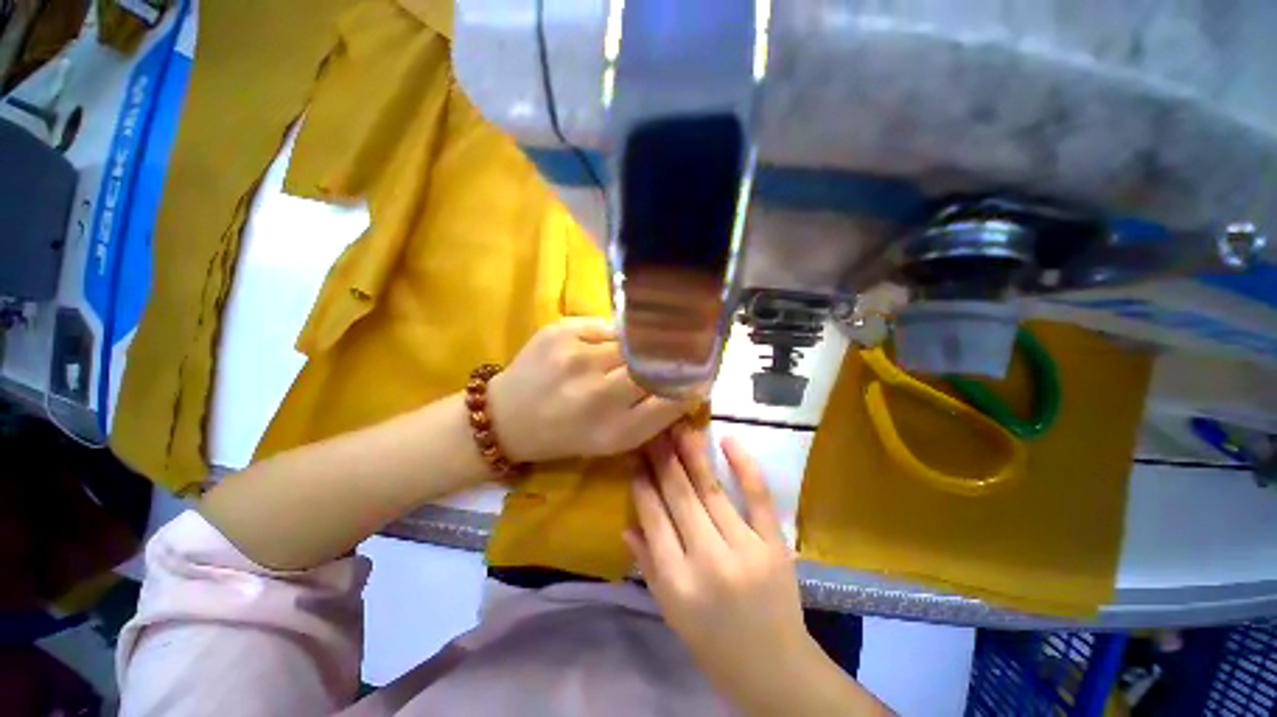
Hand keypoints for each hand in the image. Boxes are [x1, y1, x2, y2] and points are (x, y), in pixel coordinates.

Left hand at [489, 318, 694, 462]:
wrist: (509, 417)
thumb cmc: (569, 434)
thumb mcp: (617, 439)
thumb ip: (656, 415)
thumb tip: (693, 385)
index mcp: (615, 428)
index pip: (672, 395)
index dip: (692, 379)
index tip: (702, 370)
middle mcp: (598, 391)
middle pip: (655, 360)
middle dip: (668, 355)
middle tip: (672, 352)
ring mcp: (577, 355)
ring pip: (632, 339)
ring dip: (639, 344)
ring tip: (634, 351)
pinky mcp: (560, 330)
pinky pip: (606, 326)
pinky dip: (613, 335)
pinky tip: (601, 348)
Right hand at [626, 426, 817, 713]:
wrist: (775, 669)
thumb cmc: (713, 643)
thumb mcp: (671, 611)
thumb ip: (648, 566)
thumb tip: (625, 525)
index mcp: (677, 582)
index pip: (653, 519)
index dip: (642, 483)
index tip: (634, 455)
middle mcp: (708, 561)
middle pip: (679, 498)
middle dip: (662, 459)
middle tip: (653, 431)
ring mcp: (745, 550)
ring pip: (711, 491)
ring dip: (692, 455)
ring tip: (679, 428)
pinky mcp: (774, 544)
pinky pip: (758, 498)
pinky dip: (744, 467)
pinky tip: (729, 441)